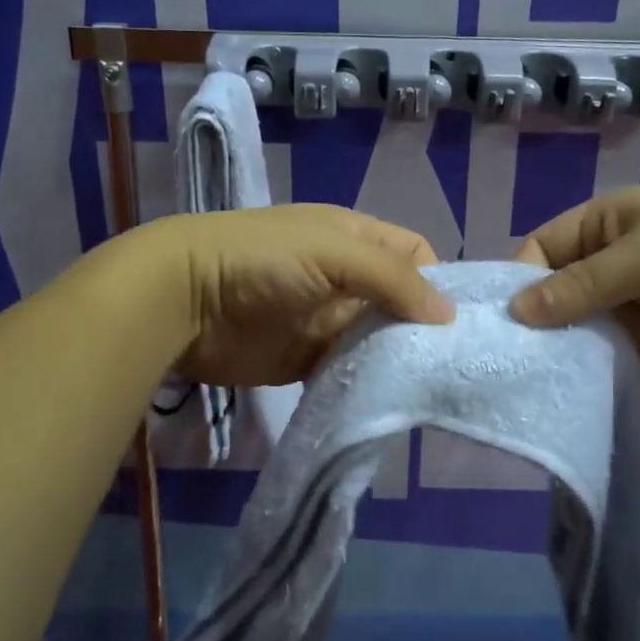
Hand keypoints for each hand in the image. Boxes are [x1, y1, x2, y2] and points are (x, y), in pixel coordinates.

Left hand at [141, 205, 452, 387]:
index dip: (437, 281)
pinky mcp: (306, 358)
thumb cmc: (261, 260)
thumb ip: (392, 278)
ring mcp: (326, 320)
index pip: (414, 254)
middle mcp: (346, 278)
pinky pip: (348, 371)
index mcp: (355, 239)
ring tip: (430, 388)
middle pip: (399, 301)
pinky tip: (388, 401)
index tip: (457, 322)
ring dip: (397, 359)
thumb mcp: (333, 252)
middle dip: (423, 328)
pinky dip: (366, 383)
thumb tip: (448, 313)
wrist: (182, 300)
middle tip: (452, 365)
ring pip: (377, 340)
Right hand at [509, 186, 639, 371]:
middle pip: (556, 292)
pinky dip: (591, 368)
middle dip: (535, 321)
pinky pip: (609, 353)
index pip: (541, 251)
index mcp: (603, 225)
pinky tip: (570, 389)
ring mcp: (631, 303)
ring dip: (561, 348)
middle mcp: (609, 262)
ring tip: (530, 381)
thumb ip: (583, 284)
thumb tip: (517, 310)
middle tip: (508, 362)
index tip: (500, 324)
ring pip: (579, 326)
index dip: (519, 282)